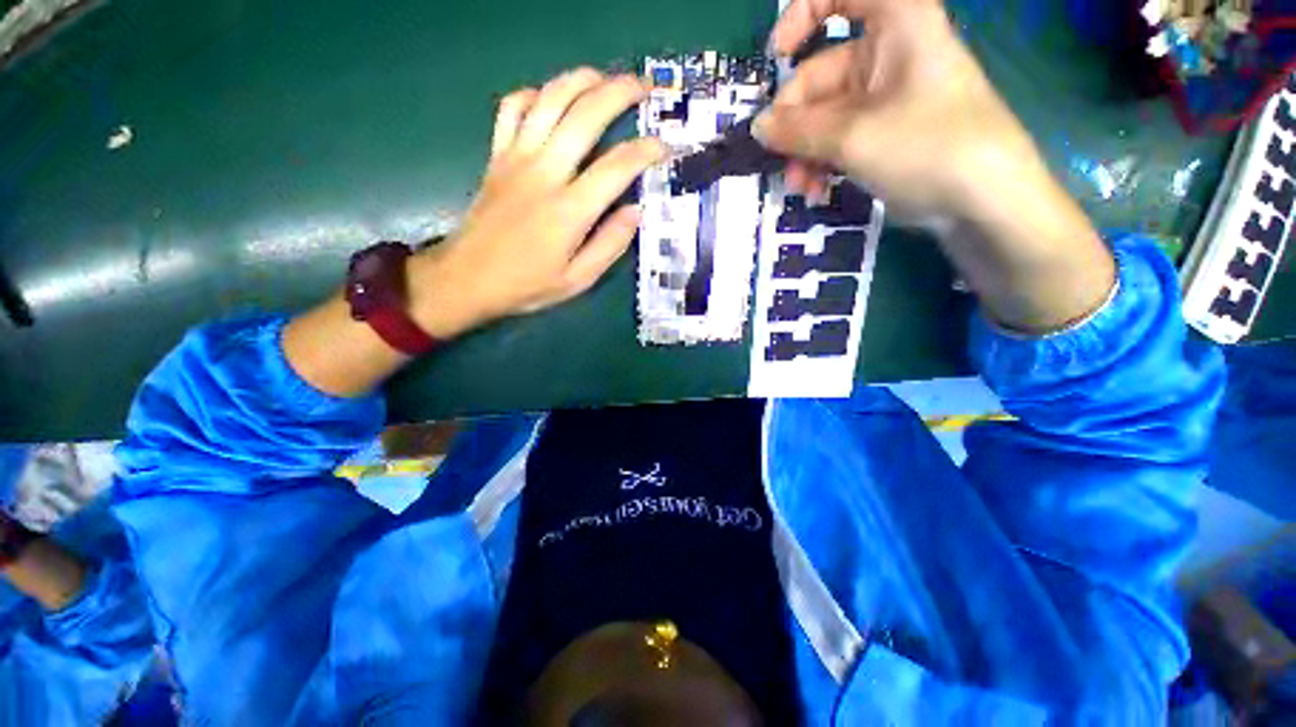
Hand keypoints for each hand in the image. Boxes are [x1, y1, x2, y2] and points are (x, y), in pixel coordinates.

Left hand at [410, 69, 666, 338]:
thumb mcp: (577, 280)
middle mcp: (544, 173)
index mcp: (569, 211)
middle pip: (585, 115)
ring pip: (550, 99)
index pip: (618, 167)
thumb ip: (610, 244)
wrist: (467, 279)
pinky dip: (534, 93)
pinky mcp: (497, 156)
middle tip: (644, 87)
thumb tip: (636, 211)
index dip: (647, 150)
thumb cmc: (527, 285)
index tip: (666, 145)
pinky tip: (551, 98)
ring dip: (582, 80)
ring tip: (605, 78)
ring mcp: (516, 159)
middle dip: (620, 93)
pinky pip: (512, 108)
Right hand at [754, 0, 1043, 222]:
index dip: (801, 16)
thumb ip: (798, 130)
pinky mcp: (882, 134)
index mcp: (895, 24)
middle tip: (779, 161)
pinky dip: (822, 164)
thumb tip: (758, 127)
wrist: (981, 200)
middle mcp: (887, 54)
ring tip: (800, 187)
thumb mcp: (853, 136)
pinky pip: (838, 140)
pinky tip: (816, 191)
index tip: (775, 58)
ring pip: (824, 117)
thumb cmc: (926, 146)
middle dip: (795, 124)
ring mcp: (883, 98)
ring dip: (804, 153)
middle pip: (820, 76)